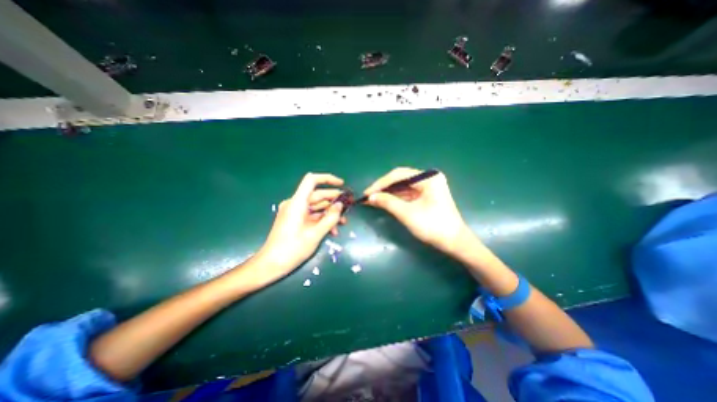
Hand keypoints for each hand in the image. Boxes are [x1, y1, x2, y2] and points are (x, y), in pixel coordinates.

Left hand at [255, 173, 346, 285]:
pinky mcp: (295, 220)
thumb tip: (341, 205)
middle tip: (348, 207)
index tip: (342, 185)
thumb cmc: (292, 249)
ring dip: (330, 213)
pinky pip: (312, 215)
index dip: (328, 179)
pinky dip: (322, 220)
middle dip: (334, 201)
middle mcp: (295, 204)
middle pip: (317, 195)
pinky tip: (333, 231)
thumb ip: (330, 218)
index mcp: (297, 203)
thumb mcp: (315, 234)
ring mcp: (295, 212)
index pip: (312, 180)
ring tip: (343, 222)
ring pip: (317, 207)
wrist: (271, 265)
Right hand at [365, 166, 471, 253]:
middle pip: (400, 179)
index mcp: (428, 178)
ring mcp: (428, 187)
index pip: (399, 175)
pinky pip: (407, 194)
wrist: (454, 243)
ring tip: (372, 200)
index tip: (367, 192)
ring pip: (402, 187)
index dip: (380, 183)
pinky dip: (395, 198)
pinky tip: (383, 202)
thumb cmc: (432, 226)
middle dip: (383, 188)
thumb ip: (388, 202)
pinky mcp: (426, 196)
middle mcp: (428, 178)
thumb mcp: (407, 213)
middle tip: (368, 196)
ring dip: (388, 193)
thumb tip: (370, 197)